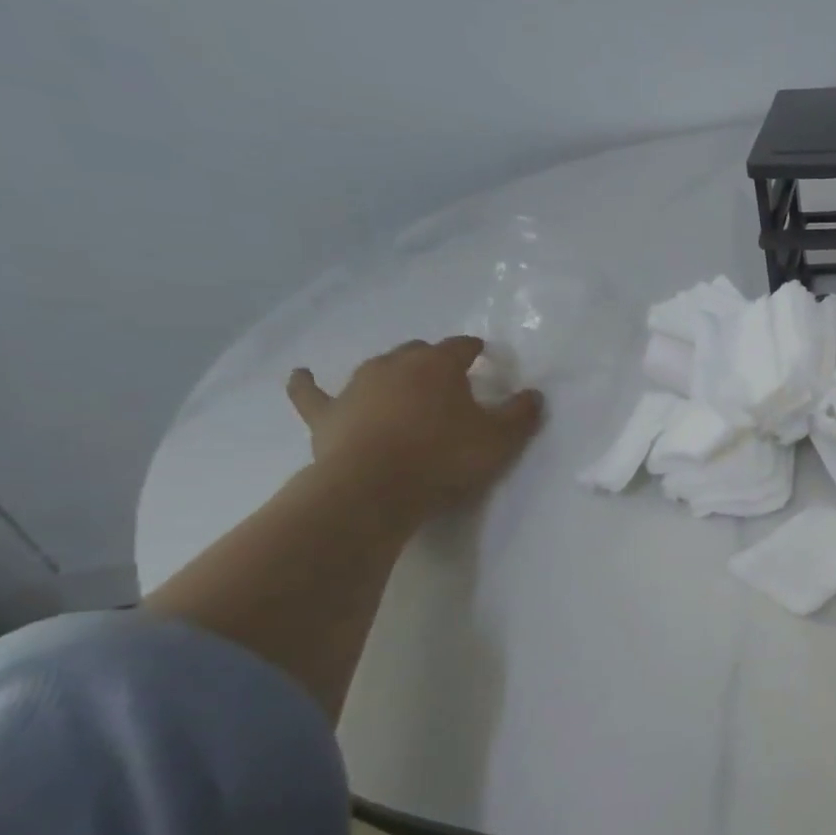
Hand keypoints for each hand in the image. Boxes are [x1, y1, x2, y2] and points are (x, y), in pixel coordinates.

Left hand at [286, 337, 543, 518]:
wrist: (375, 487)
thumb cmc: (445, 457)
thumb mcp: (500, 439)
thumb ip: (521, 413)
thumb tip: (533, 394)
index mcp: (438, 366)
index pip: (460, 347)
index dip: (473, 350)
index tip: (484, 356)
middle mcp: (395, 365)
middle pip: (417, 352)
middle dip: (433, 359)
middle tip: (448, 379)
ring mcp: (355, 387)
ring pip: (376, 367)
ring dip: (391, 371)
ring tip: (402, 383)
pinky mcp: (326, 413)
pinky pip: (311, 393)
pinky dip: (306, 383)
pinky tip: (301, 374)